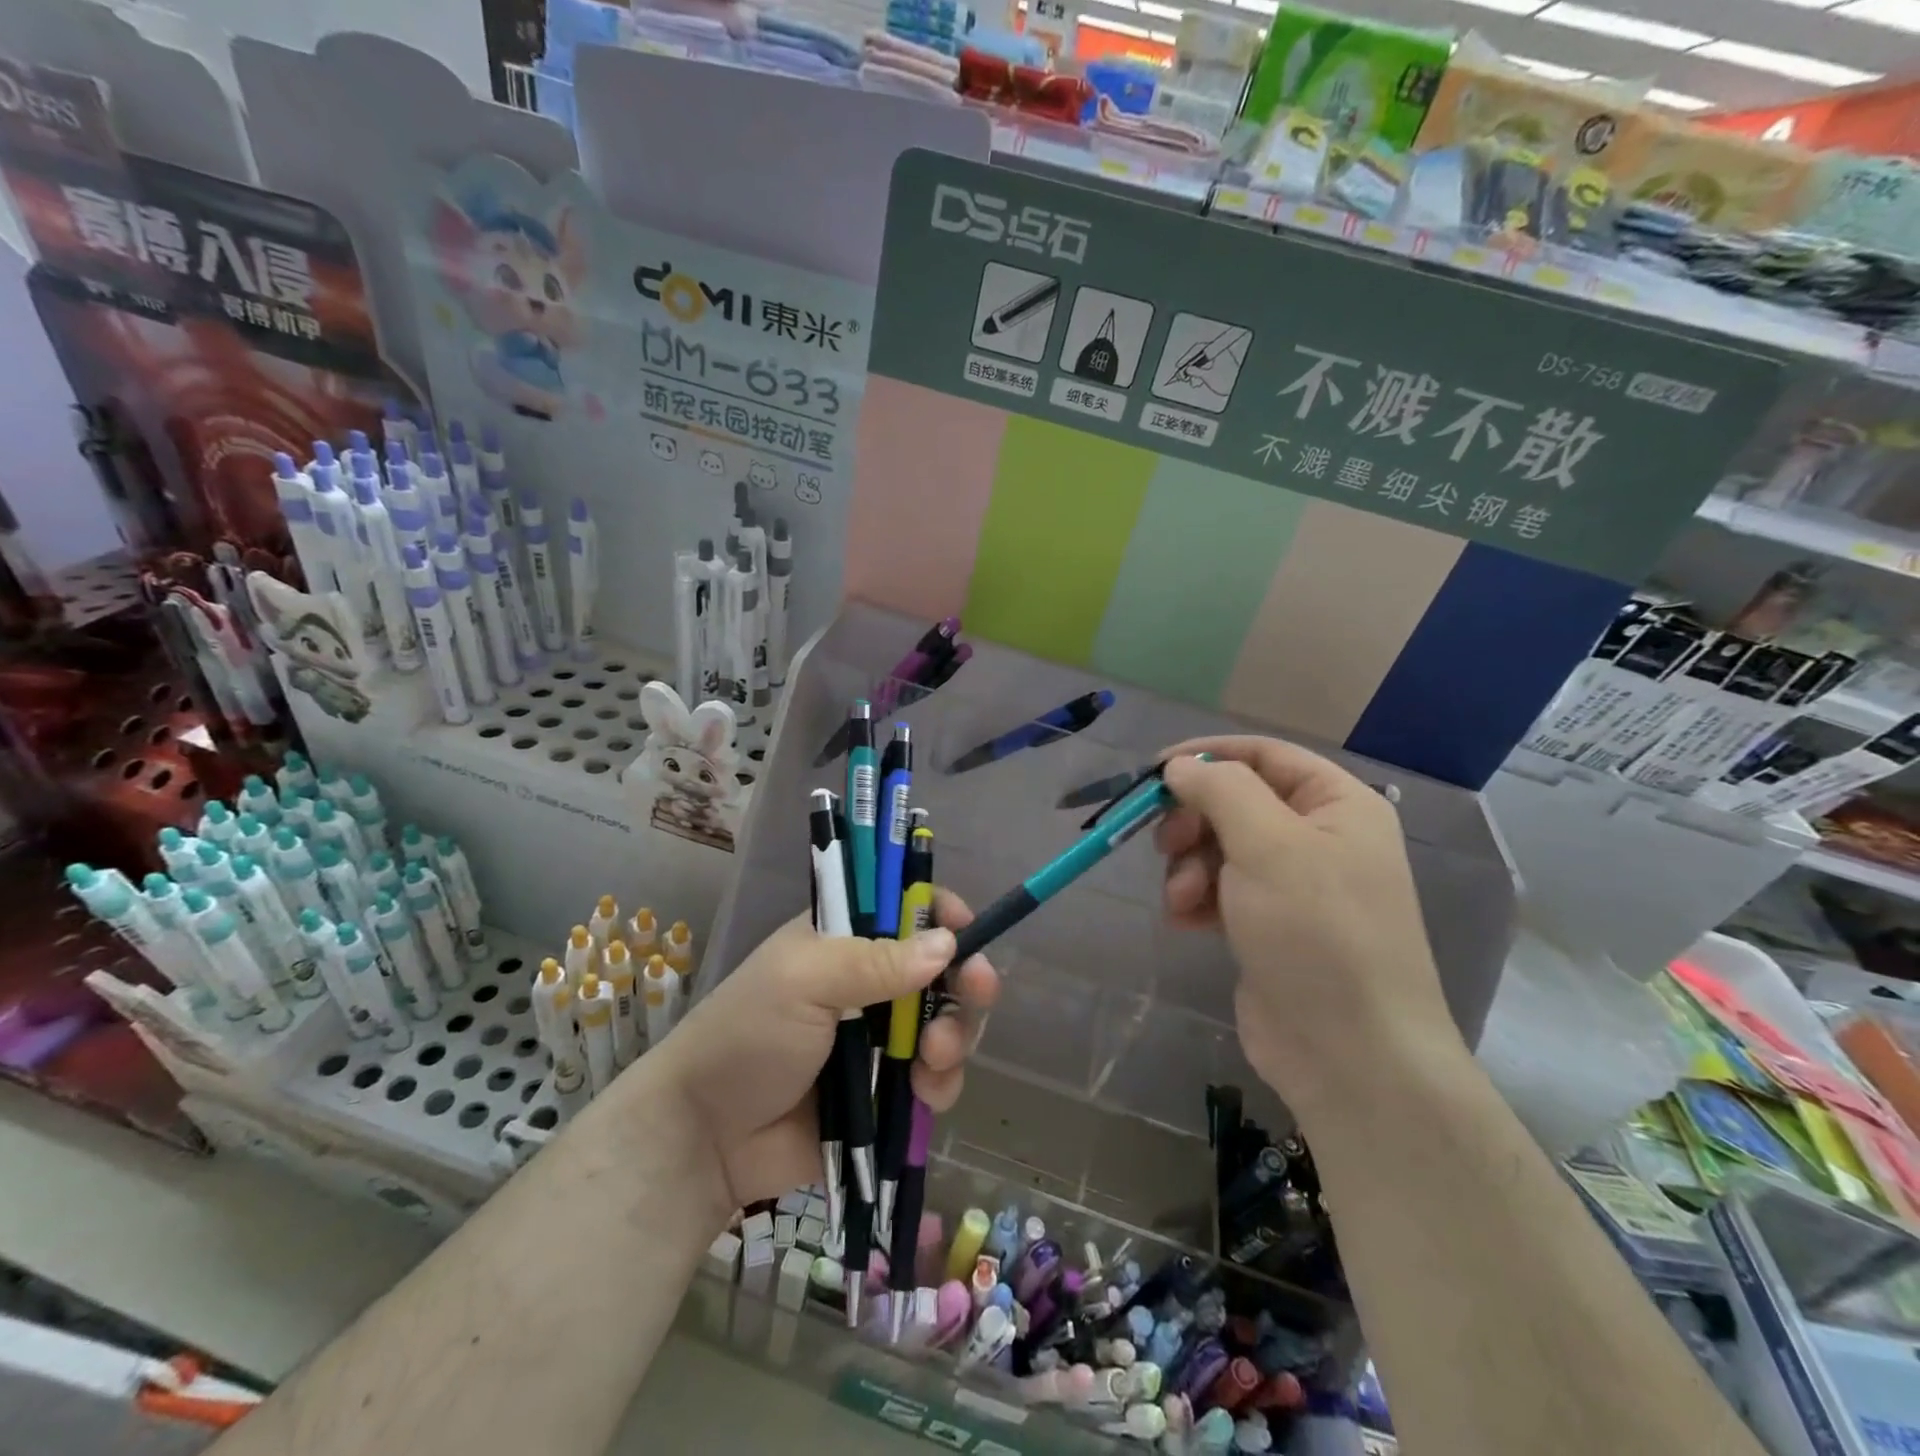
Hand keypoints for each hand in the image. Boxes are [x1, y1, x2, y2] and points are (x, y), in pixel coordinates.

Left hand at [652, 889, 998, 1217]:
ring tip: (936, 1056)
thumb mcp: (804, 981)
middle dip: (965, 978)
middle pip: (942, 967)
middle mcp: (871, 982)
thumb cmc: (747, 1036)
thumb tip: (948, 943)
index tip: (964, 929)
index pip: (905, 908)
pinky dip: (942, 1082)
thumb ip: (875, 961)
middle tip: (978, 989)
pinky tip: (926, 1093)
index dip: (940, 913)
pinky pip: (936, 1077)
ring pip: (948, 1022)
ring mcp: (882, 1038)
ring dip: (957, 1034)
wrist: (707, 1139)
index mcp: (845, 940)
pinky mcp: (889, 1090)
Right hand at [1156, 737, 1461, 1112]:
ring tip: (1184, 900)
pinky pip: (1220, 890)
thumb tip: (1180, 766)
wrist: (1350, 1054)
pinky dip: (1197, 899)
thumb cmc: (1316, 932)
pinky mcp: (1268, 925)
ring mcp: (1294, 886)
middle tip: (1166, 845)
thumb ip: (1220, 790)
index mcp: (1337, 804)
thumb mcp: (1268, 844)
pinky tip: (1187, 922)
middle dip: (1194, 822)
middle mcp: (1319, 837)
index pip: (1264, 755)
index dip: (1207, 755)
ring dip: (1190, 867)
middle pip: (1236, 802)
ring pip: (1220, 848)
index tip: (1154, 771)